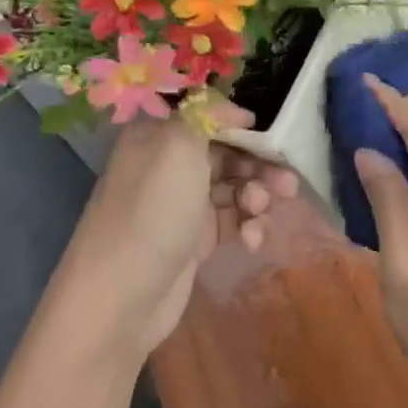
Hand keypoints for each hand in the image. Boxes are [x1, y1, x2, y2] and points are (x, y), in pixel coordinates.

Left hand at [53, 110, 298, 363]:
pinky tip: (252, 241)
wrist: (120, 297)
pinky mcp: (195, 239)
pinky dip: (247, 226)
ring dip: (257, 196)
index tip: (272, 137)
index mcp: (158, 136)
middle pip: (228, 152)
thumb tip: (238, 110)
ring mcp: (182, 203)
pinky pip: (232, 220)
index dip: (242, 124)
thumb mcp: (178, 147)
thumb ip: (209, 114)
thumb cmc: (152, 212)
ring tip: (262, 212)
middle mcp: (169, 165)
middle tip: (287, 183)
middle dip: (260, 165)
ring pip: (235, 187)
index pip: (208, 116)